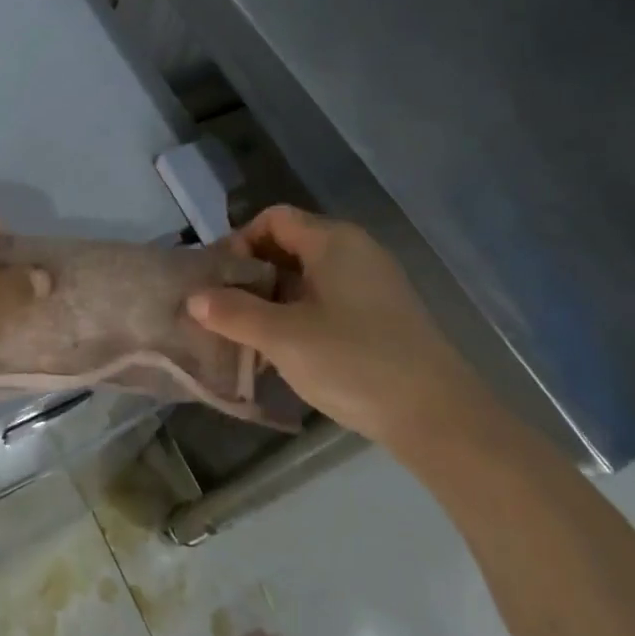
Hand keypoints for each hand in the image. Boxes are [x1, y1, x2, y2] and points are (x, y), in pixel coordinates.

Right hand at [188, 205, 488, 449]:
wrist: (438, 416)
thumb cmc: (353, 362)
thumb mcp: (282, 337)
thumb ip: (233, 313)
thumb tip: (195, 298)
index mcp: (333, 240)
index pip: (273, 219)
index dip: (239, 242)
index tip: (218, 282)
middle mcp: (356, 250)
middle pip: (290, 245)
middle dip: (252, 274)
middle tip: (225, 311)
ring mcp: (374, 283)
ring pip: (309, 275)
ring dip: (273, 298)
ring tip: (249, 335)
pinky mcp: (384, 314)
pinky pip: (329, 298)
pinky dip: (300, 314)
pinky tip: (288, 351)